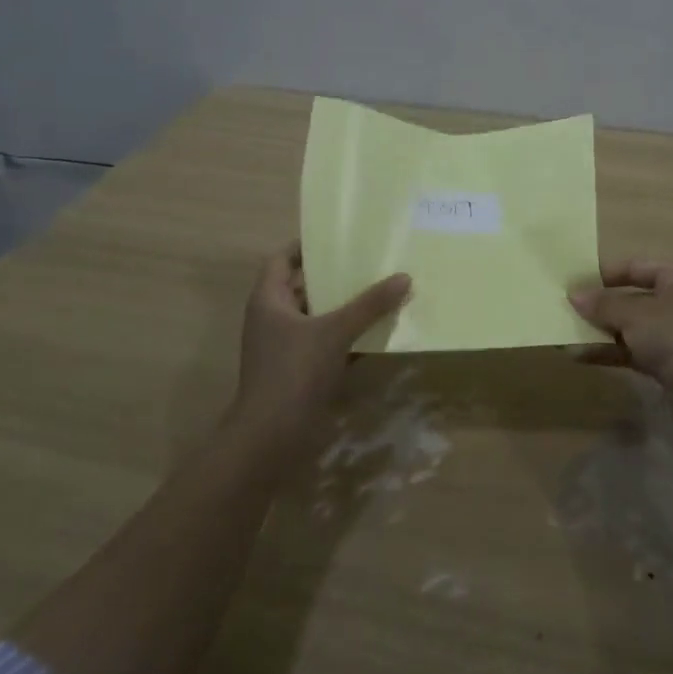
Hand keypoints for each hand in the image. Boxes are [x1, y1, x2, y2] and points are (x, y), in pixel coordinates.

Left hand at [226, 241, 410, 460]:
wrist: (271, 437)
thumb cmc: (294, 372)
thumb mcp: (335, 332)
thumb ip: (369, 305)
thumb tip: (404, 277)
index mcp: (268, 300)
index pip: (282, 259)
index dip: (306, 245)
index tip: (338, 236)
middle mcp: (273, 318)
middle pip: (304, 286)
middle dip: (335, 276)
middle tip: (369, 261)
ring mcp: (284, 346)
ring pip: (318, 316)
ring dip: (344, 307)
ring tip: (380, 291)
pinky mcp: (298, 370)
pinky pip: (325, 342)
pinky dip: (347, 336)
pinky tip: (377, 333)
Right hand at [570, 258, 672, 430]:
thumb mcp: (634, 314)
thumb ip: (602, 303)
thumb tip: (573, 295)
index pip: (636, 266)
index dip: (604, 274)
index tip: (574, 282)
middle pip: (633, 297)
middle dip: (600, 306)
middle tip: (566, 308)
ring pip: (632, 326)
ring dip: (601, 331)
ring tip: (565, 333)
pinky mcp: (671, 360)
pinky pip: (634, 349)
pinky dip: (611, 351)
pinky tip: (579, 355)